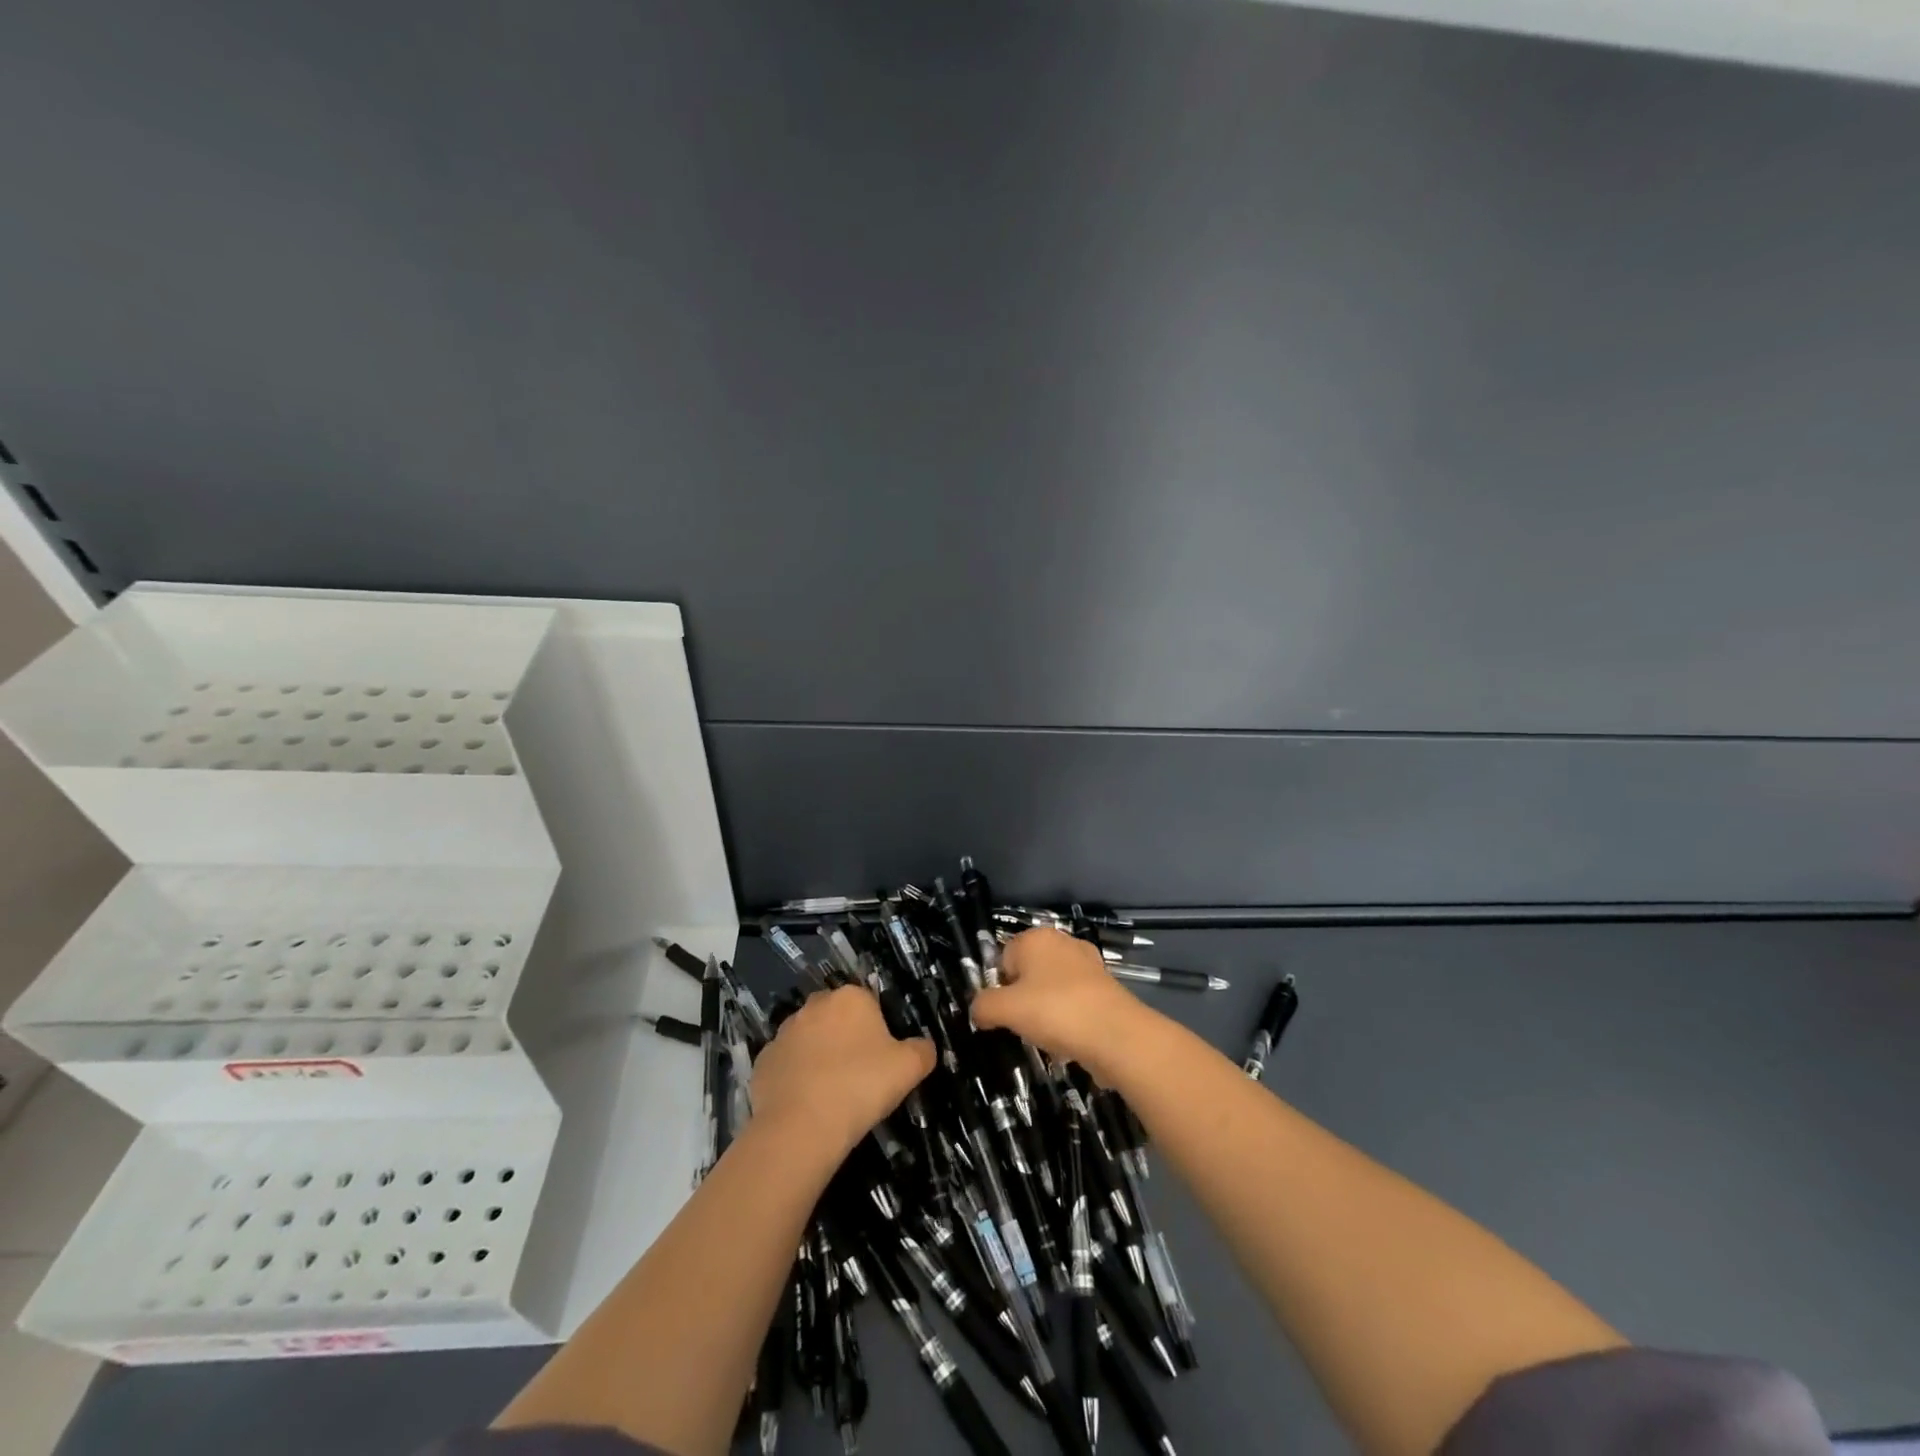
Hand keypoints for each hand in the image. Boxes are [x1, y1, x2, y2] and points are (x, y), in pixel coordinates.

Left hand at [749, 985, 935, 1160]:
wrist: (801, 1127)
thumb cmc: (861, 1086)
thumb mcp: (909, 1068)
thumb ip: (922, 1051)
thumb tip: (924, 1047)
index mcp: (850, 998)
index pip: (869, 1003)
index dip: (877, 1031)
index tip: (882, 1060)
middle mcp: (814, 1006)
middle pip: (836, 1018)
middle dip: (845, 1039)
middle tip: (859, 1075)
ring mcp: (784, 1033)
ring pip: (809, 1040)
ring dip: (819, 1057)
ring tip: (831, 1094)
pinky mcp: (763, 1061)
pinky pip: (786, 1065)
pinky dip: (795, 1078)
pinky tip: (806, 1104)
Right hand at [971, 927, 1149, 1076]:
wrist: (1116, 1035)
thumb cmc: (1054, 1011)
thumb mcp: (1005, 1010)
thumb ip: (983, 1006)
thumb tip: (977, 1010)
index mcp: (1036, 937)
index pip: (1004, 958)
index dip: (1000, 987)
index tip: (1005, 1013)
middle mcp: (1063, 942)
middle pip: (1028, 972)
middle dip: (1023, 1000)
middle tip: (1024, 1025)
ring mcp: (1088, 964)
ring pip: (1052, 989)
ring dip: (1045, 1012)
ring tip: (1048, 1036)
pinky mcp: (1105, 987)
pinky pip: (1074, 1002)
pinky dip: (1069, 1019)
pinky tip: (1069, 1040)